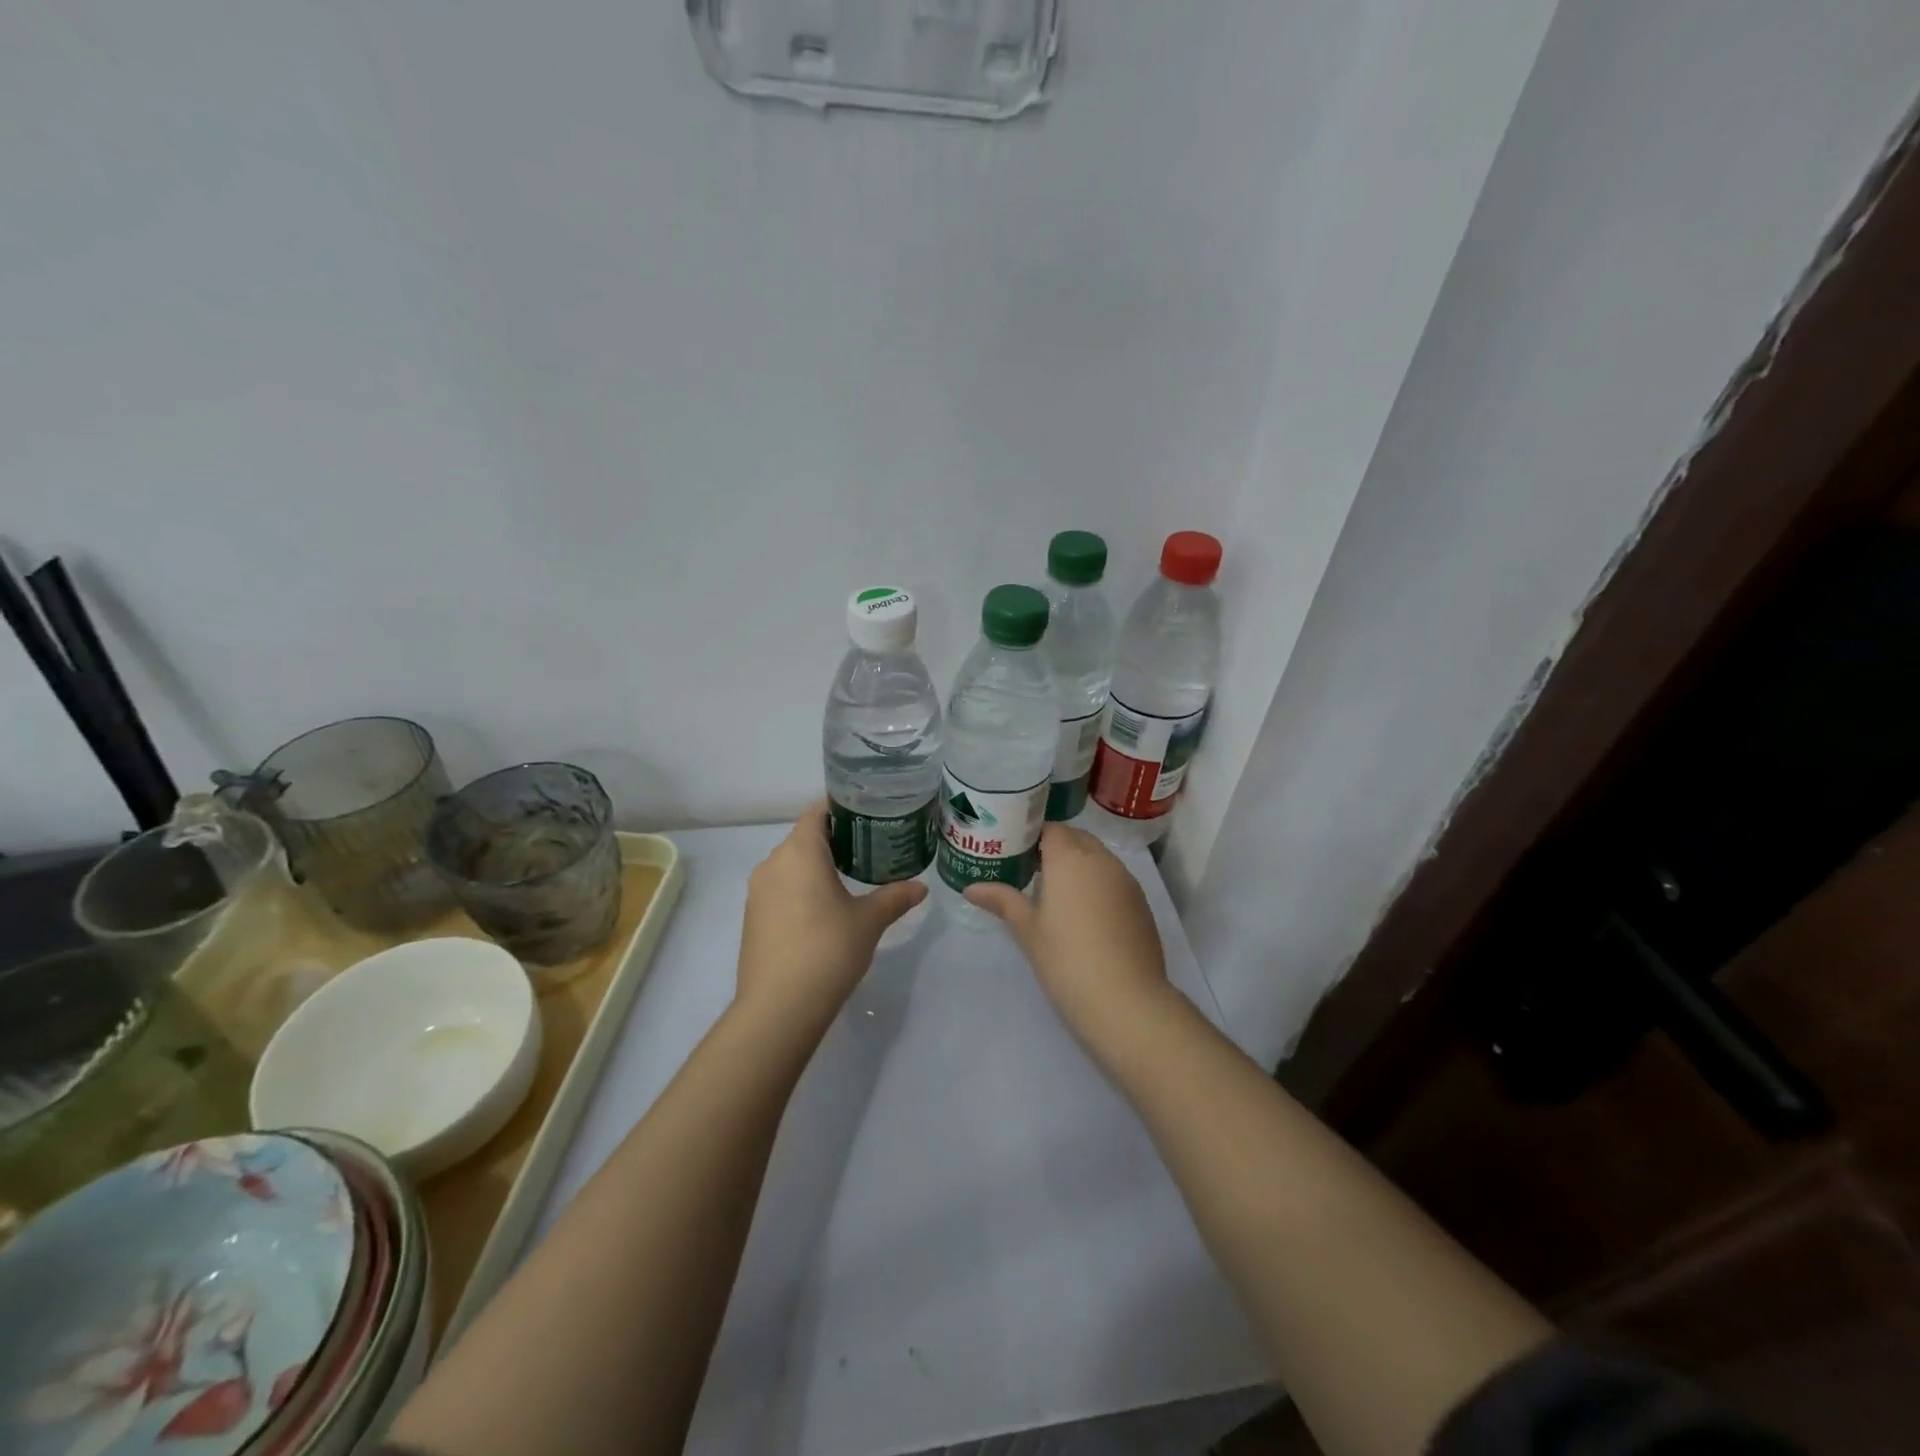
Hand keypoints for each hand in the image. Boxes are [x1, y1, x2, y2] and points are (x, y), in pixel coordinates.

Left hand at [736, 801, 926, 1028]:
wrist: (778, 1008)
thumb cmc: (828, 950)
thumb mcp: (869, 921)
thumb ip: (895, 897)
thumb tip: (921, 887)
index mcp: (800, 852)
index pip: (818, 812)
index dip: (843, 808)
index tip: (870, 814)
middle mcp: (773, 863)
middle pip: (805, 837)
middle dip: (836, 839)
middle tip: (871, 847)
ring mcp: (758, 892)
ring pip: (791, 865)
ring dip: (817, 866)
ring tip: (851, 878)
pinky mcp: (752, 918)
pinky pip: (780, 889)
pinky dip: (801, 889)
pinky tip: (824, 910)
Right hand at [964, 824, 1169, 1048]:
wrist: (1126, 1001)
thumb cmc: (1066, 959)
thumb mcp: (1028, 930)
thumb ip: (1002, 901)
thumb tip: (971, 888)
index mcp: (1070, 858)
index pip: (1050, 829)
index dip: (1032, 836)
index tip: (1014, 852)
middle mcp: (1102, 860)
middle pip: (1077, 838)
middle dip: (1056, 847)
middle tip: (1030, 871)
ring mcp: (1127, 881)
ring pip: (1099, 858)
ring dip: (1079, 865)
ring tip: (1056, 893)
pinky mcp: (1141, 904)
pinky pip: (1115, 880)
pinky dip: (1098, 884)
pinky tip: (1085, 915)